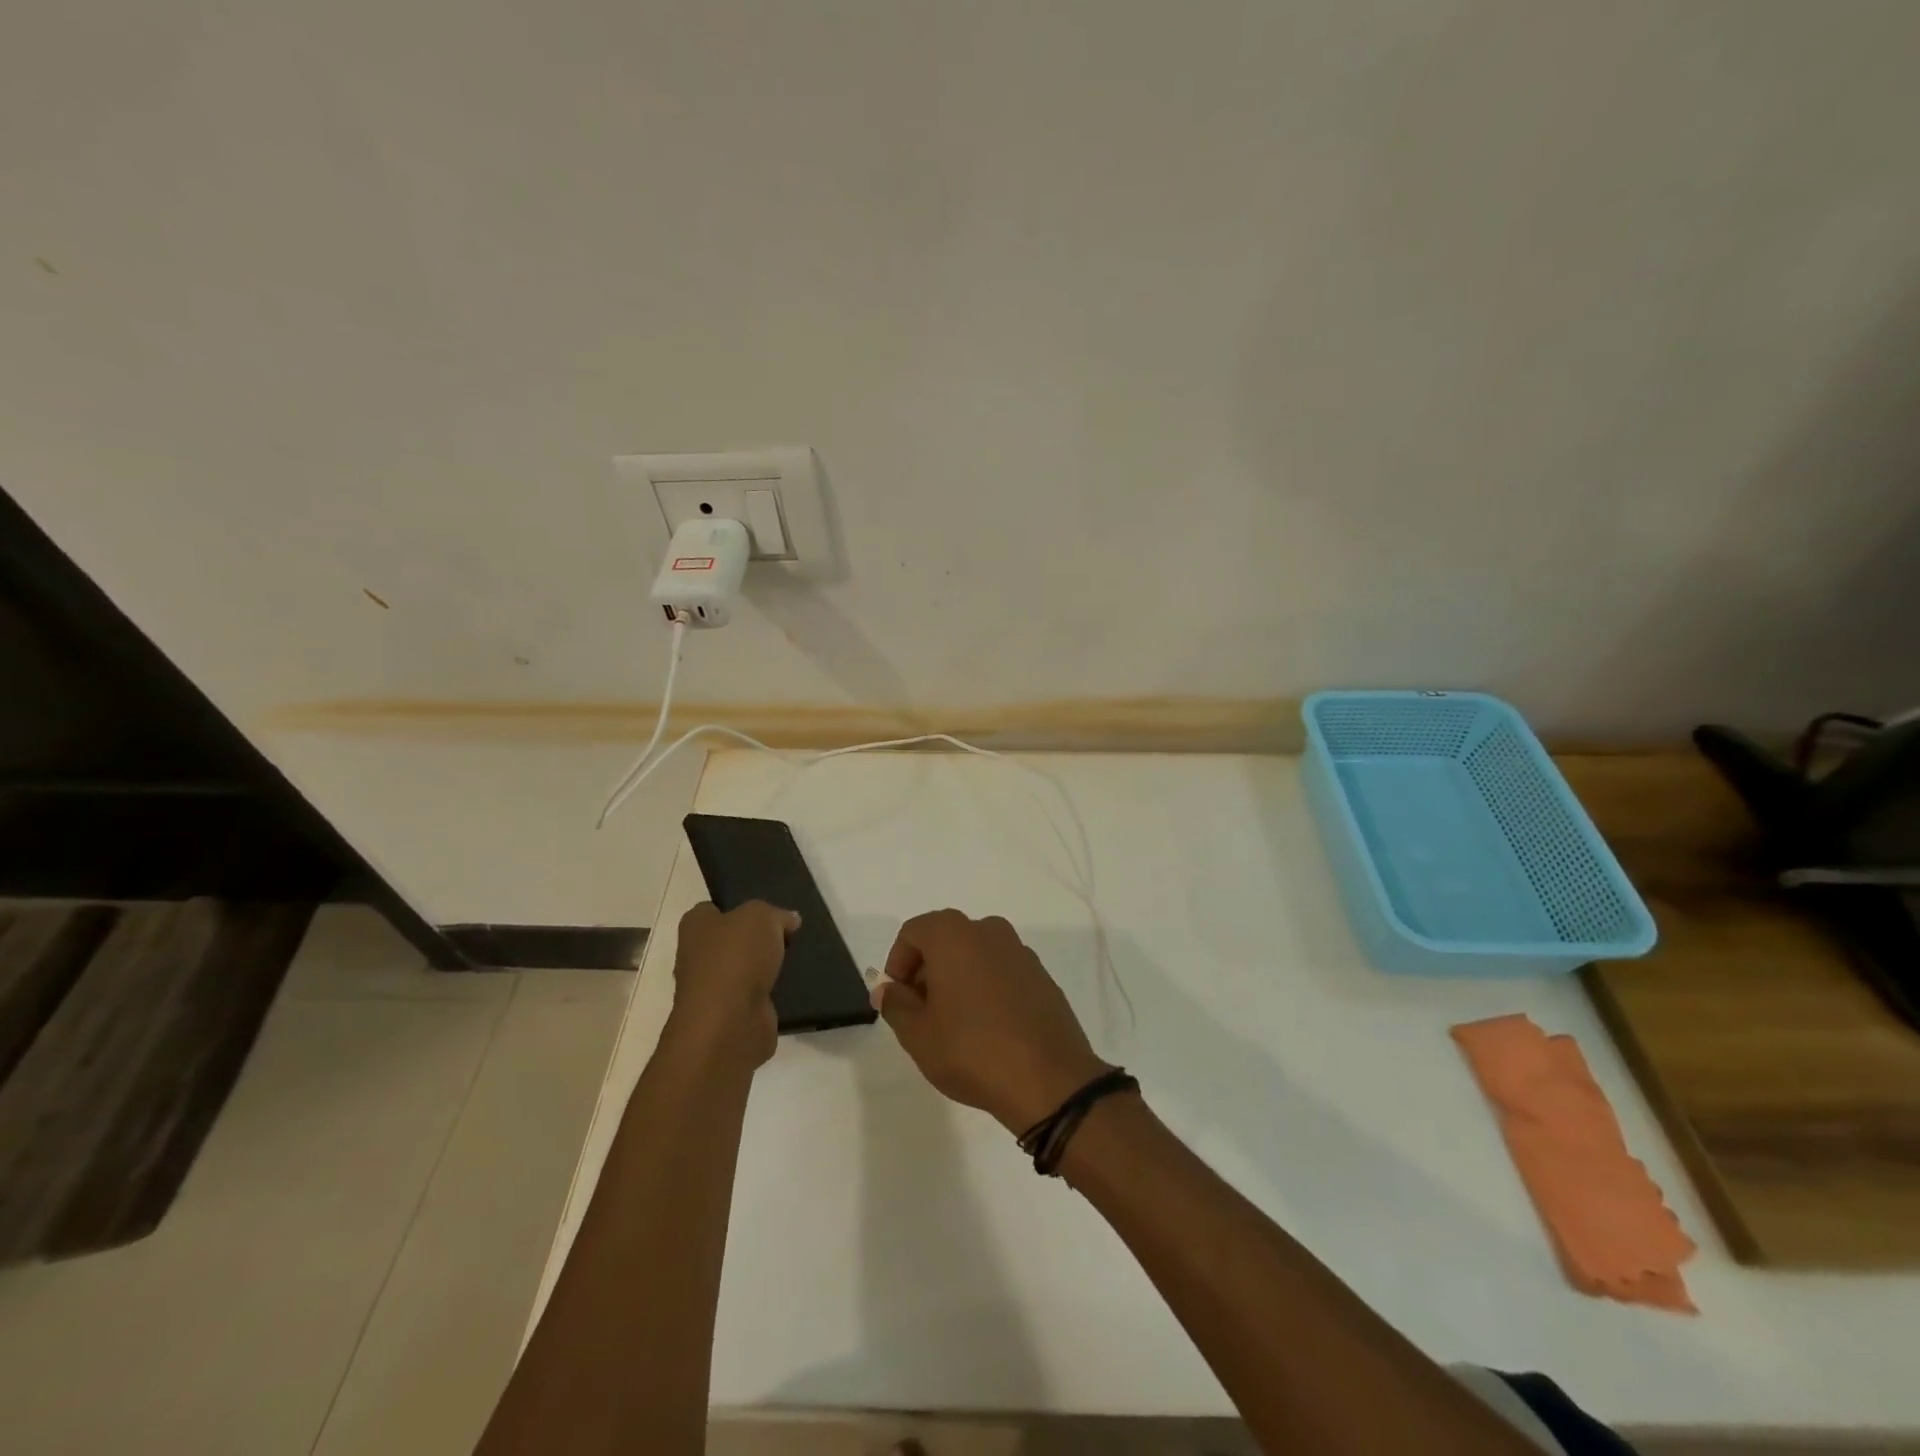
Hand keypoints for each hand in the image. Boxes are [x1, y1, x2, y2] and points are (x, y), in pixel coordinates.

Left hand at [666, 900, 798, 1069]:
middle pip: (732, 940)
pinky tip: (794, 985)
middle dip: (757, 939)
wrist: (729, 1024)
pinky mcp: (732, 1015)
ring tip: (798, 957)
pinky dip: (773, 993)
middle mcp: (698, 956)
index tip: (768, 911)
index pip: (714, 908)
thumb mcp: (761, 916)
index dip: (740, 906)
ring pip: (746, 969)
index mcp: (696, 927)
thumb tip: (789, 920)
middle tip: (789, 933)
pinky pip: (757, 996)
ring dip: (767, 967)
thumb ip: (776, 913)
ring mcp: (714, 989)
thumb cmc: (736, 958)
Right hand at [876, 909, 1109, 1133]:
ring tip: (953, 1026)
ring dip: (957, 979)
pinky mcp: (1042, 976)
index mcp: (955, 935)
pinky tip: (987, 1029)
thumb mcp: (918, 1034)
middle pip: (945, 940)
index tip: (898, 999)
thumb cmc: (972, 1050)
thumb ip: (896, 1004)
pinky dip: (986, 988)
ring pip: (975, 955)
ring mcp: (1020, 952)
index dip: (897, 964)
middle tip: (921, 1014)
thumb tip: (888, 989)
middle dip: (926, 972)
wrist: (1049, 1080)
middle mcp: (989, 931)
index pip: (913, 932)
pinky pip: (1001, 972)